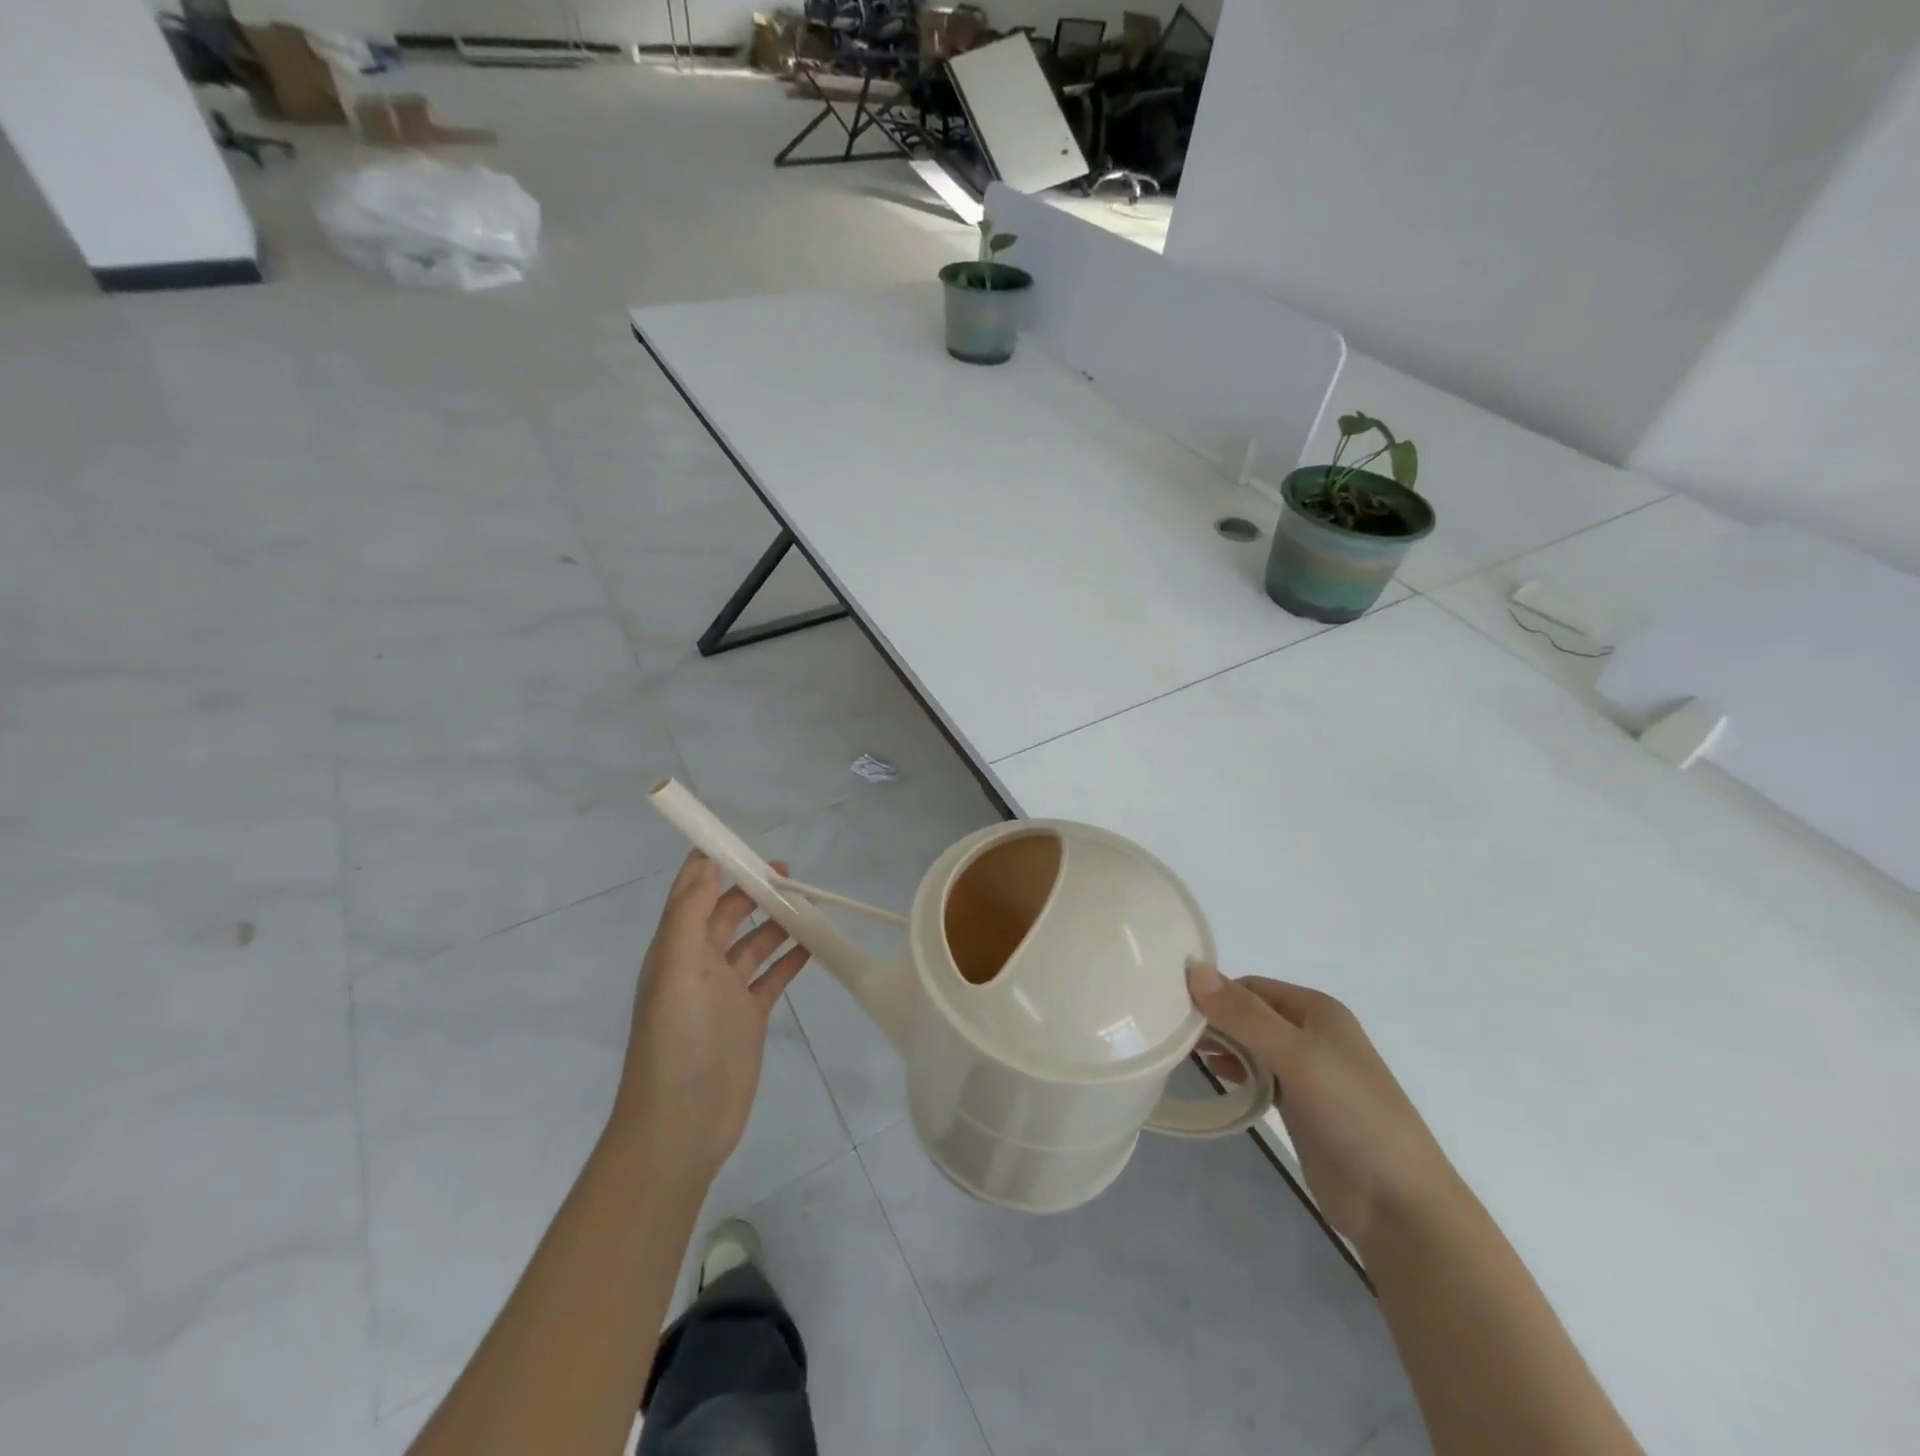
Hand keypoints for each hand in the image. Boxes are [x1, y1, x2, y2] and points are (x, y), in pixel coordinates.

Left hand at [613, 852, 810, 1185]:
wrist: (681, 1127)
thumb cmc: (676, 1044)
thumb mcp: (676, 973)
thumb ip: (689, 917)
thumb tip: (704, 862)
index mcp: (676, 949)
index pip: (692, 894)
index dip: (714, 866)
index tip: (744, 844)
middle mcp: (700, 964)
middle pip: (729, 913)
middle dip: (754, 889)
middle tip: (790, 874)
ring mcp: (727, 991)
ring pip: (756, 942)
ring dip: (778, 921)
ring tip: (810, 904)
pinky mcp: (749, 1016)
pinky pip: (773, 976)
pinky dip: (791, 958)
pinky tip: (814, 945)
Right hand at [1187, 964, 1459, 1244]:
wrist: (1399, 1203)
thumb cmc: (1352, 1113)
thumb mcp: (1297, 1056)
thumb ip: (1245, 1015)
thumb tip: (1193, 969)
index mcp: (1316, 1010)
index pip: (1250, 986)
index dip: (1215, 992)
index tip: (1171, 1006)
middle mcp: (1310, 1033)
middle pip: (1249, 1014)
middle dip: (1214, 1019)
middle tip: (1169, 1031)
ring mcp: (1306, 1071)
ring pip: (1251, 1045)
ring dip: (1221, 1046)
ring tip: (1181, 1052)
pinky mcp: (1299, 1106)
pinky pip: (1258, 1076)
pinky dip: (1235, 1072)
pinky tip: (1214, 1076)